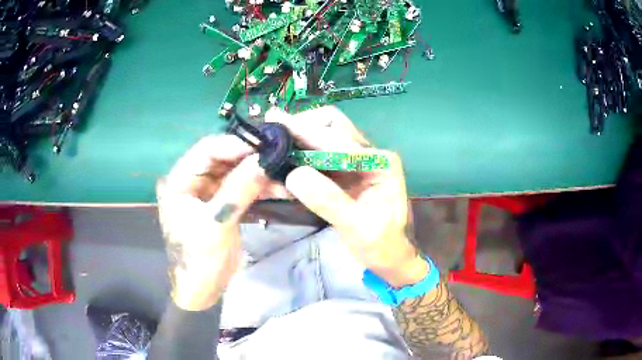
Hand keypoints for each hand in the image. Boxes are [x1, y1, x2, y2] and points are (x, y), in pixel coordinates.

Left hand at [156, 135, 269, 310]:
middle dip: (252, 158)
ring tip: (287, 174)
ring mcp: (209, 191)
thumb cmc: (199, 259)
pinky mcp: (223, 203)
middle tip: (281, 155)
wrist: (202, 290)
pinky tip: (282, 189)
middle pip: (224, 159)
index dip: (236, 145)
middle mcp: (193, 180)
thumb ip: (239, 189)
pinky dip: (261, 188)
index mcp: (180, 181)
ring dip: (260, 174)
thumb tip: (264, 159)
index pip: (207, 150)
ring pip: (236, 173)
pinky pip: (243, 188)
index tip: (266, 145)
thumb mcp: (217, 224)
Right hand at [266, 107, 428, 287]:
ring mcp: (357, 162)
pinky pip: (319, 155)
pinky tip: (284, 157)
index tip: (276, 126)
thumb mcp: (358, 228)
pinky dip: (301, 154)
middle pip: (333, 127)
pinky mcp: (345, 173)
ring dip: (299, 138)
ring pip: (324, 138)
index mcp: (380, 162)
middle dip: (302, 126)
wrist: (391, 258)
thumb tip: (294, 175)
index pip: (339, 141)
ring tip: (273, 141)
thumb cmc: (382, 246)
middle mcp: (370, 154)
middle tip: (272, 130)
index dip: (307, 133)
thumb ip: (329, 200)